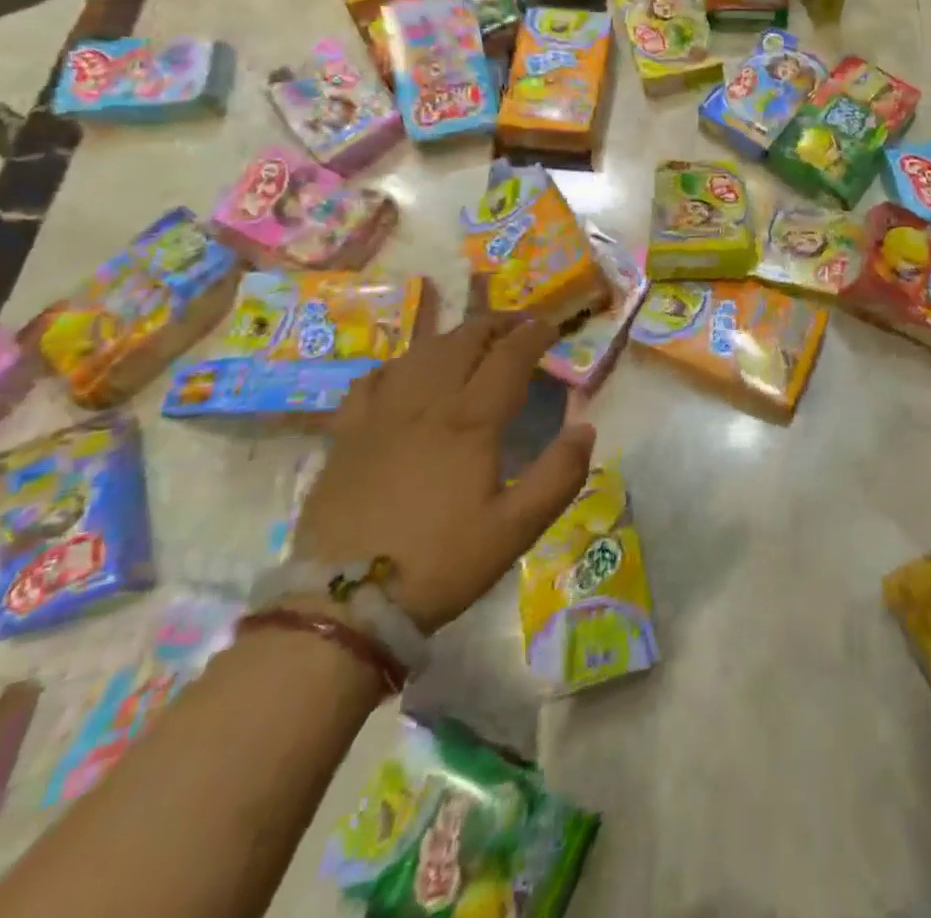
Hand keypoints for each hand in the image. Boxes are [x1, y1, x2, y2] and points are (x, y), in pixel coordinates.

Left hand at [294, 316, 595, 634]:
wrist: (344, 606)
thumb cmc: (441, 564)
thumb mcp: (516, 529)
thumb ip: (559, 475)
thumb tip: (585, 428)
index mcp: (471, 421)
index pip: (509, 356)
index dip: (533, 335)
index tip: (551, 328)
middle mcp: (426, 403)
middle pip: (464, 340)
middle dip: (497, 325)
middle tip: (519, 328)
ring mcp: (381, 415)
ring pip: (421, 352)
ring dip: (454, 338)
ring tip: (472, 342)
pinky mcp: (346, 435)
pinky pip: (373, 379)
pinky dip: (400, 364)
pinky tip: (406, 372)